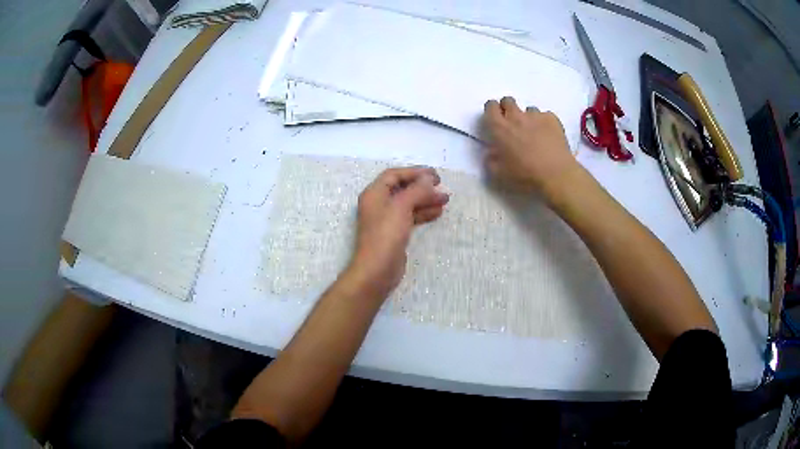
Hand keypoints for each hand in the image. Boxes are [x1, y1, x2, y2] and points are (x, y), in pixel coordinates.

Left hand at [349, 167, 449, 297]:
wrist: (377, 270)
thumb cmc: (386, 234)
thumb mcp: (402, 207)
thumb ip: (417, 190)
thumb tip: (429, 178)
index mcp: (374, 193)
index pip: (394, 175)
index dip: (414, 172)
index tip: (434, 175)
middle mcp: (378, 203)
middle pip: (402, 188)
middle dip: (422, 186)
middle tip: (442, 185)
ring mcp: (386, 219)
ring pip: (408, 203)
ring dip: (426, 199)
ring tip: (446, 199)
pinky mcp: (394, 233)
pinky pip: (410, 217)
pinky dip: (423, 213)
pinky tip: (438, 212)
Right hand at [483, 97, 578, 198]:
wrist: (556, 175)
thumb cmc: (525, 175)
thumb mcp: (500, 174)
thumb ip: (491, 160)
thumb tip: (491, 153)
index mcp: (500, 128)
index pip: (490, 106)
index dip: (492, 110)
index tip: (495, 119)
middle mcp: (516, 117)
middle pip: (508, 101)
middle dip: (507, 108)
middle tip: (512, 124)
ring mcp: (535, 116)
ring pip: (528, 109)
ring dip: (527, 118)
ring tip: (534, 133)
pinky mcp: (552, 119)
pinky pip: (545, 116)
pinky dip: (544, 123)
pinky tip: (548, 136)